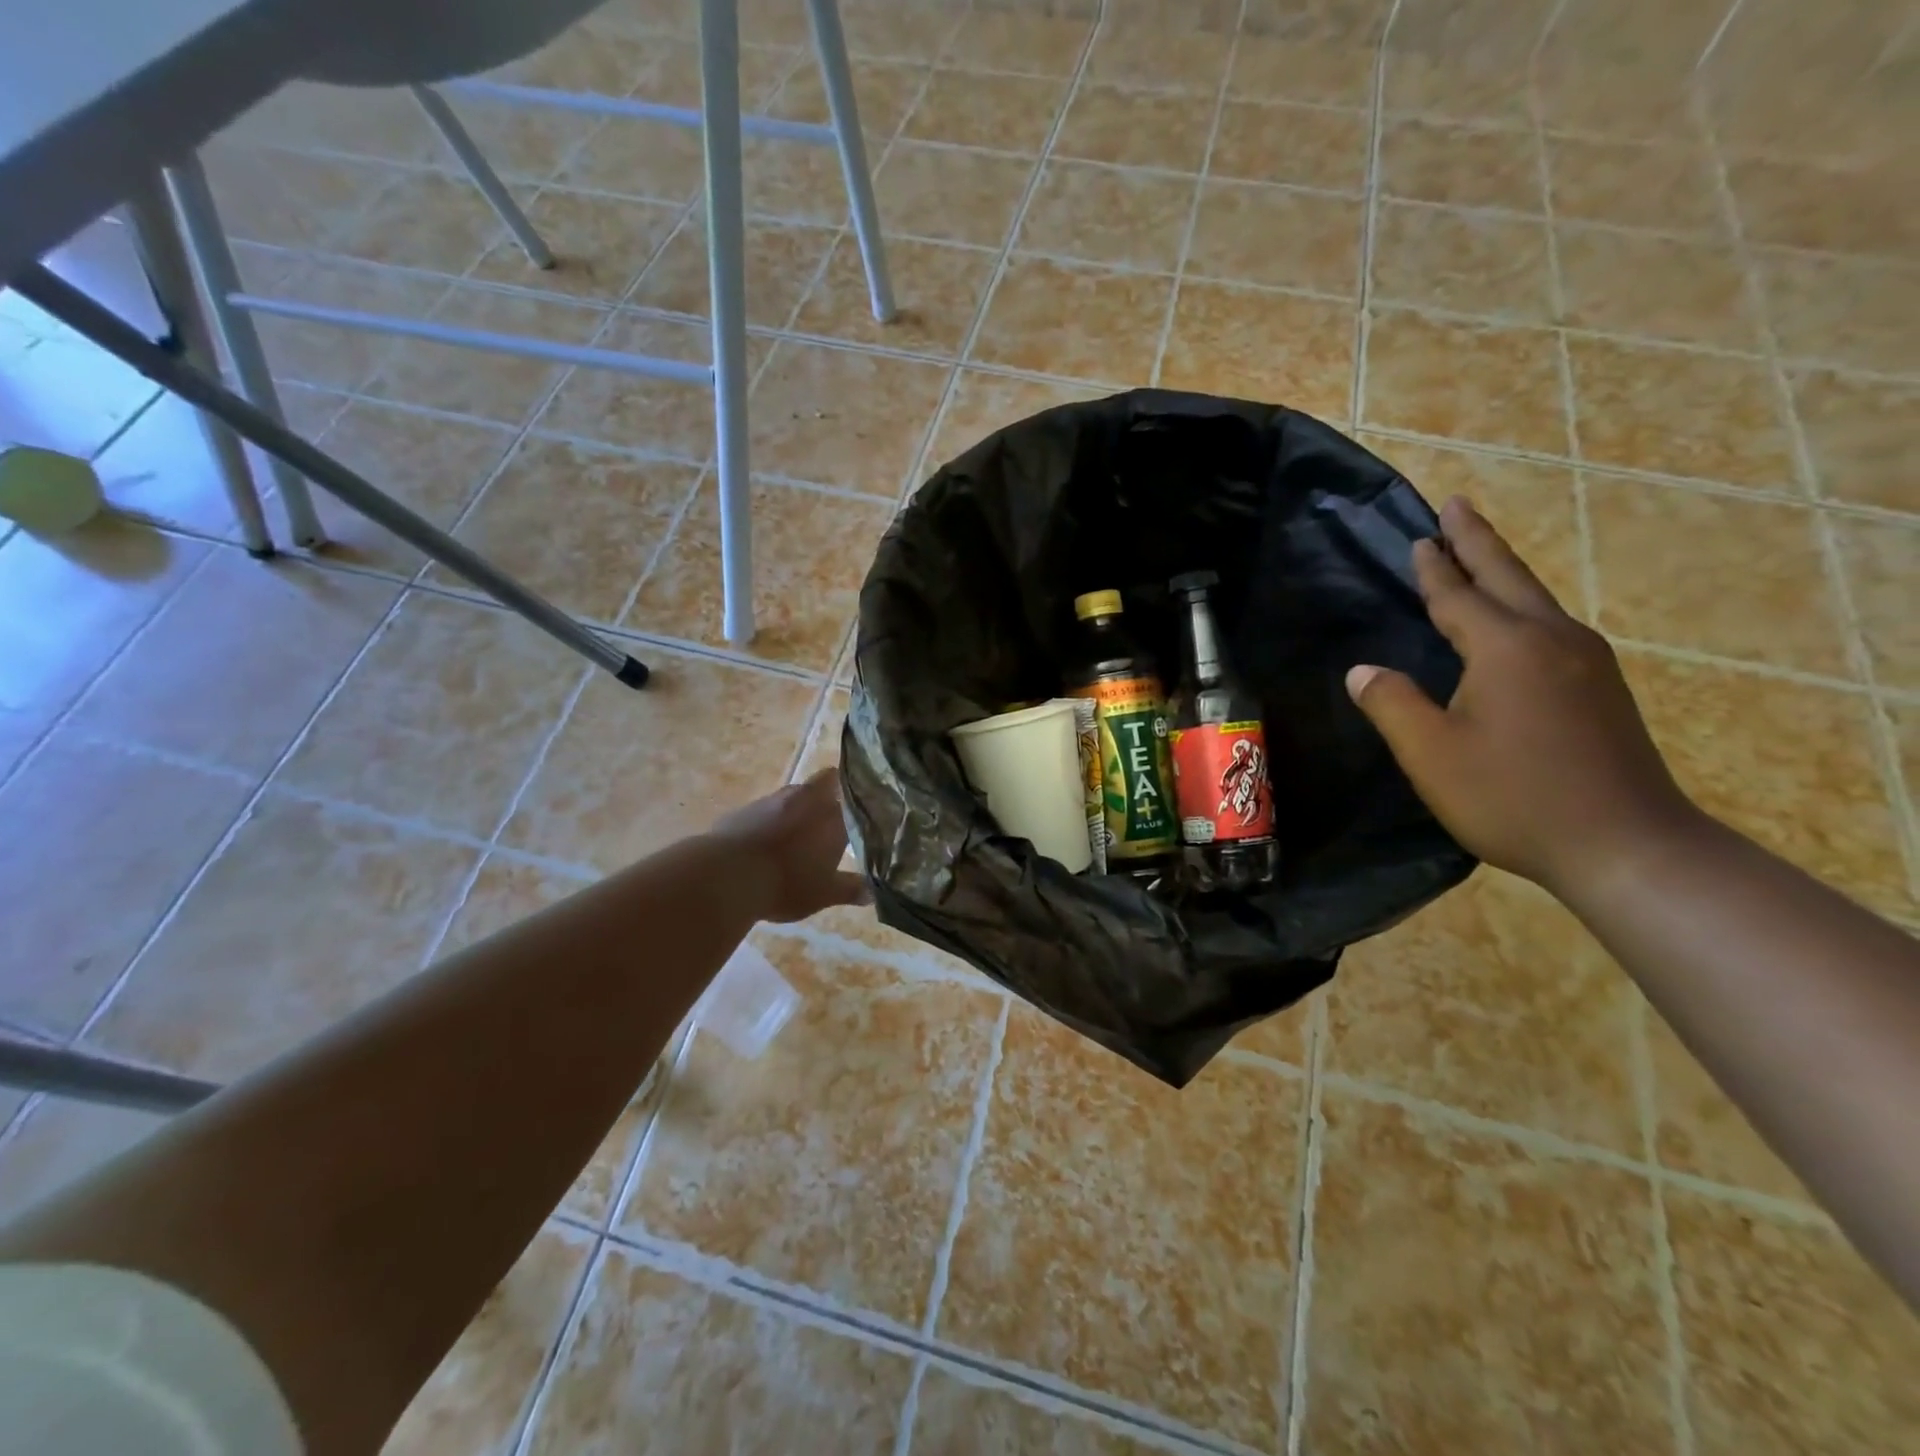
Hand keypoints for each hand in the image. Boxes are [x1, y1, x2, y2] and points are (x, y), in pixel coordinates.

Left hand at [711, 769, 869, 922]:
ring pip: (795, 795)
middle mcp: (806, 799)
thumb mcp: (823, 894)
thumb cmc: (786, 884)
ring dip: (799, 808)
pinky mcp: (745, 808)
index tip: (865, 810)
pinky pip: (766, 809)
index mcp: (833, 817)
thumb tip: (872, 891)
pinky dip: (771, 820)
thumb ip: (849, 889)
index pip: (856, 796)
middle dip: (831, 794)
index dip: (860, 802)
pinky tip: (767, 841)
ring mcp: (773, 800)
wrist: (727, 876)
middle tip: (834, 817)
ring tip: (799, 832)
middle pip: (826, 782)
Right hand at [1347, 496, 1700, 897]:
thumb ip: (1391, 705)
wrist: (1626, 845)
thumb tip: (1362, 671)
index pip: (1458, 596)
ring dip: (1503, 571)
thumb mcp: (1431, 754)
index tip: (1419, 536)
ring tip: (1479, 555)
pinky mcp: (1601, 688)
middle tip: (1456, 505)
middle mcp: (1551, 640)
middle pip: (1508, 577)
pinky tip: (1516, 620)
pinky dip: (1522, 605)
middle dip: (1478, 541)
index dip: (1434, 567)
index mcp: (1505, 649)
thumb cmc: (1513, 796)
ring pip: (1535, 599)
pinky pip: (1551, 626)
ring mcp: (1586, 662)